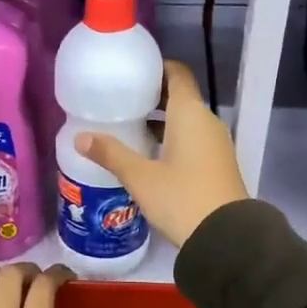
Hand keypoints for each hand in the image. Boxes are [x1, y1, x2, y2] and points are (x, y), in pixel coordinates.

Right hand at [75, 60, 248, 248]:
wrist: (226, 238)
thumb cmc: (181, 198)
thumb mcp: (140, 177)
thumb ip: (111, 154)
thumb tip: (80, 137)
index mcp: (190, 114)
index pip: (177, 74)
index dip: (156, 69)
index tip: (132, 73)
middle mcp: (207, 122)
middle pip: (180, 98)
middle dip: (153, 98)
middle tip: (121, 103)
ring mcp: (216, 145)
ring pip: (186, 122)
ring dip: (162, 122)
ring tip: (130, 129)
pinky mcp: (218, 165)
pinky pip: (193, 141)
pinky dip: (173, 139)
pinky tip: (150, 156)